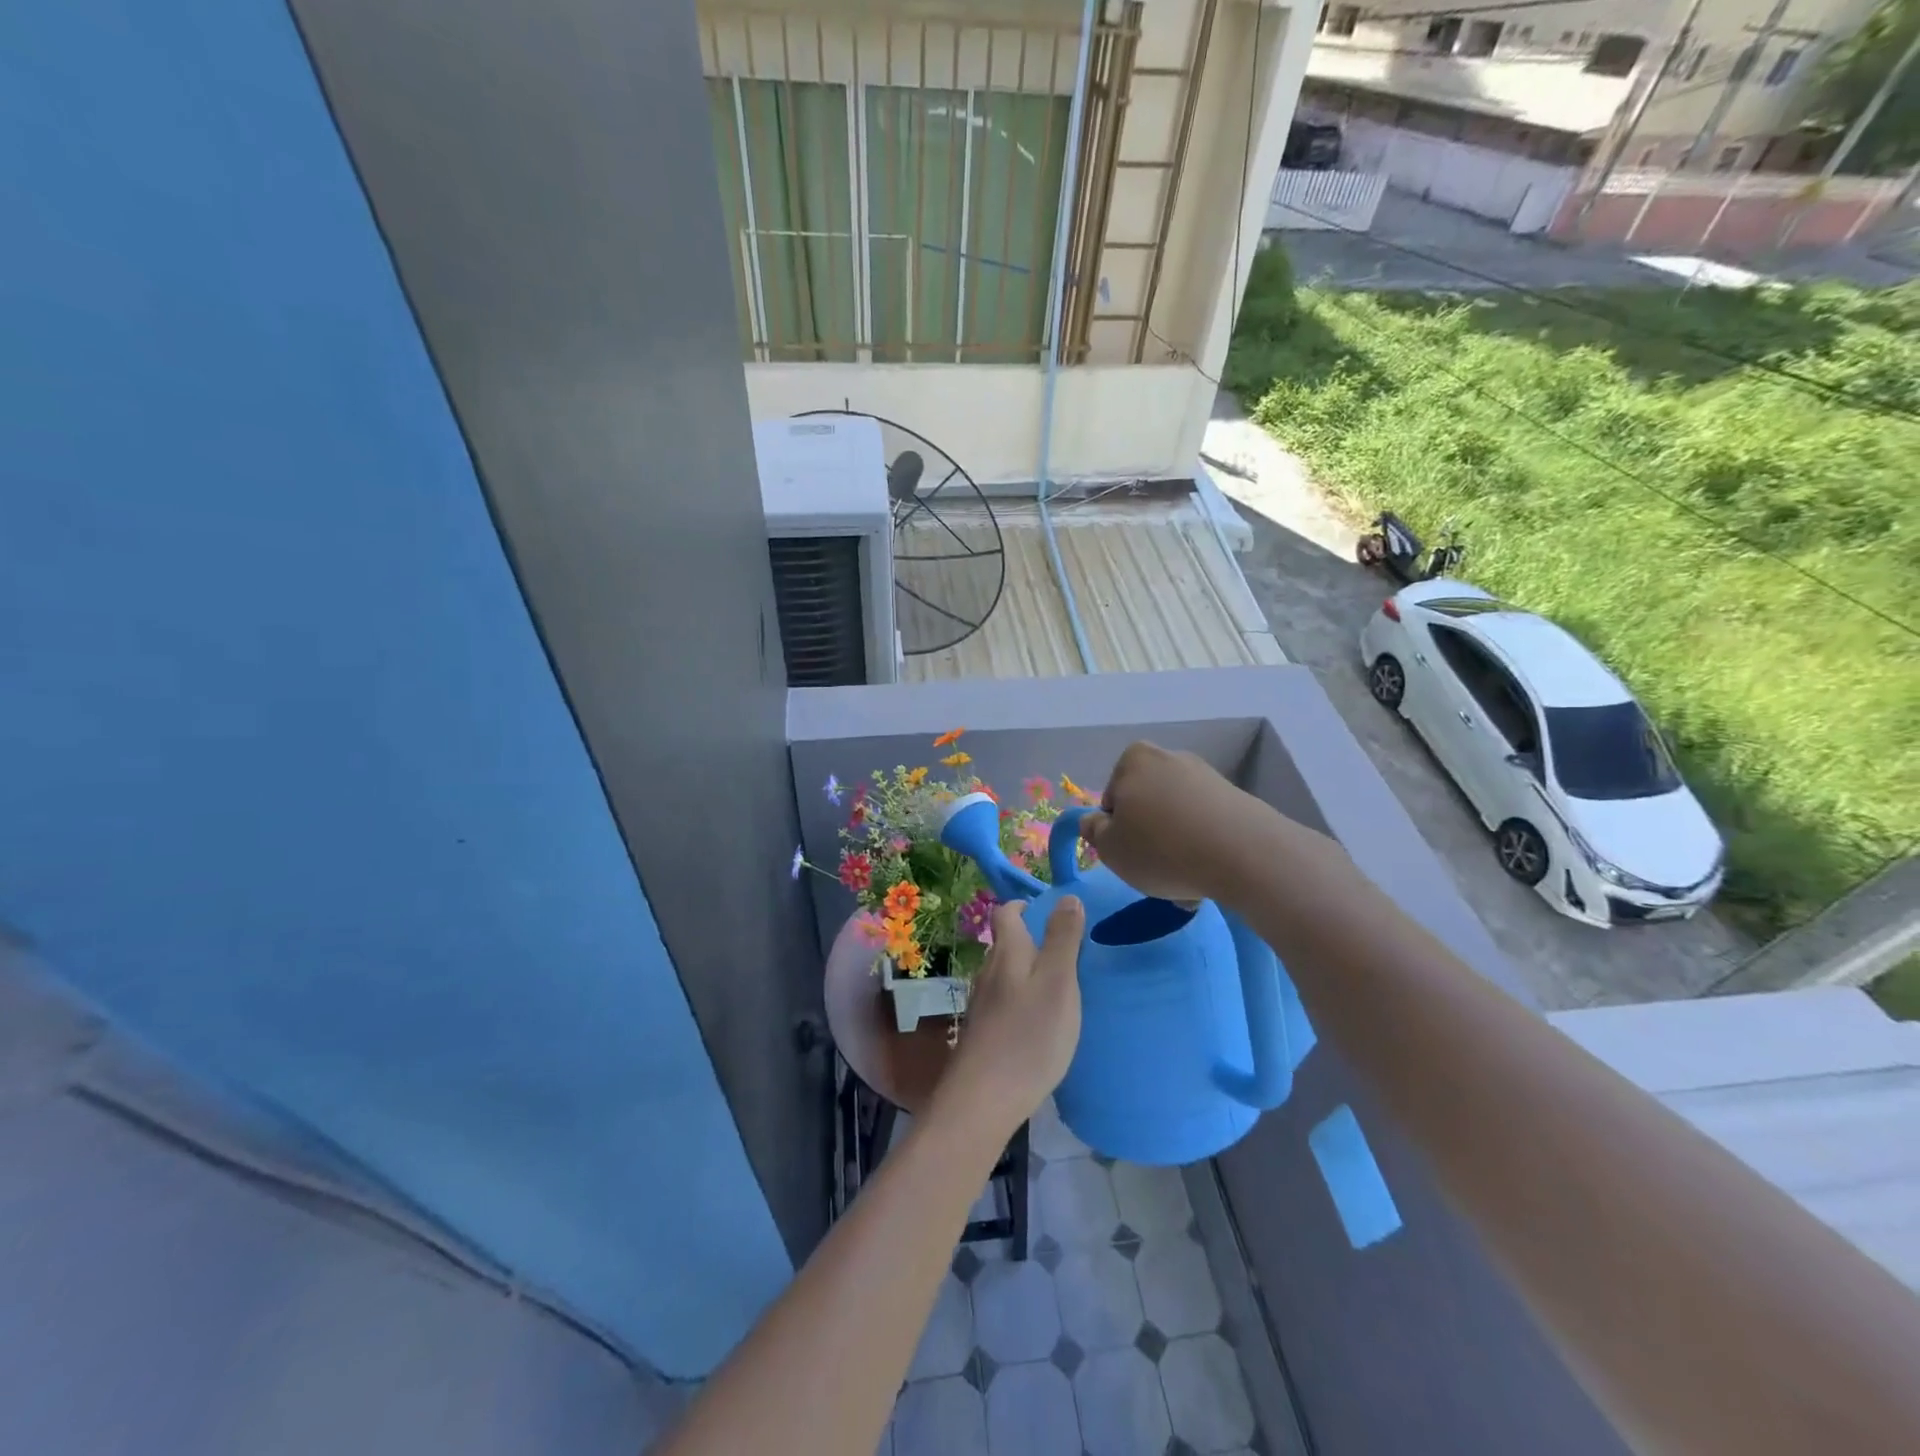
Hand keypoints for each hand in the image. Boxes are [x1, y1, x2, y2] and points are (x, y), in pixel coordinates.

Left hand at [935, 897, 1083, 1139]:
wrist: (983, 1100)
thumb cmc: (1028, 1035)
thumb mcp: (1057, 982)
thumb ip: (1063, 939)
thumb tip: (1067, 896)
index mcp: (1007, 953)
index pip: (1006, 913)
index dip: (1024, 906)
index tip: (1051, 911)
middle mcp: (989, 972)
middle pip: (1007, 944)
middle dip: (1033, 940)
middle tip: (1070, 951)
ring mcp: (983, 1004)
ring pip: (1007, 974)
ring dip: (1030, 972)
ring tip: (1063, 986)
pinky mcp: (984, 1033)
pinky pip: (1007, 1002)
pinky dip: (1025, 1000)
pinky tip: (1043, 1022)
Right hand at [1078, 741, 1269, 903]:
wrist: (1243, 853)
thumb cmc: (1161, 848)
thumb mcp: (1109, 848)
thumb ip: (1094, 831)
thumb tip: (1094, 820)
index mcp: (1133, 760)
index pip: (1112, 800)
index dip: (1116, 832)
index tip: (1130, 856)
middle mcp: (1170, 758)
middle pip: (1147, 806)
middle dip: (1149, 837)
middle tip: (1156, 872)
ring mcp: (1206, 775)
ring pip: (1177, 818)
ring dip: (1176, 846)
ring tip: (1187, 881)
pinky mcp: (1236, 797)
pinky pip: (1206, 825)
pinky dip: (1203, 846)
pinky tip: (1210, 873)